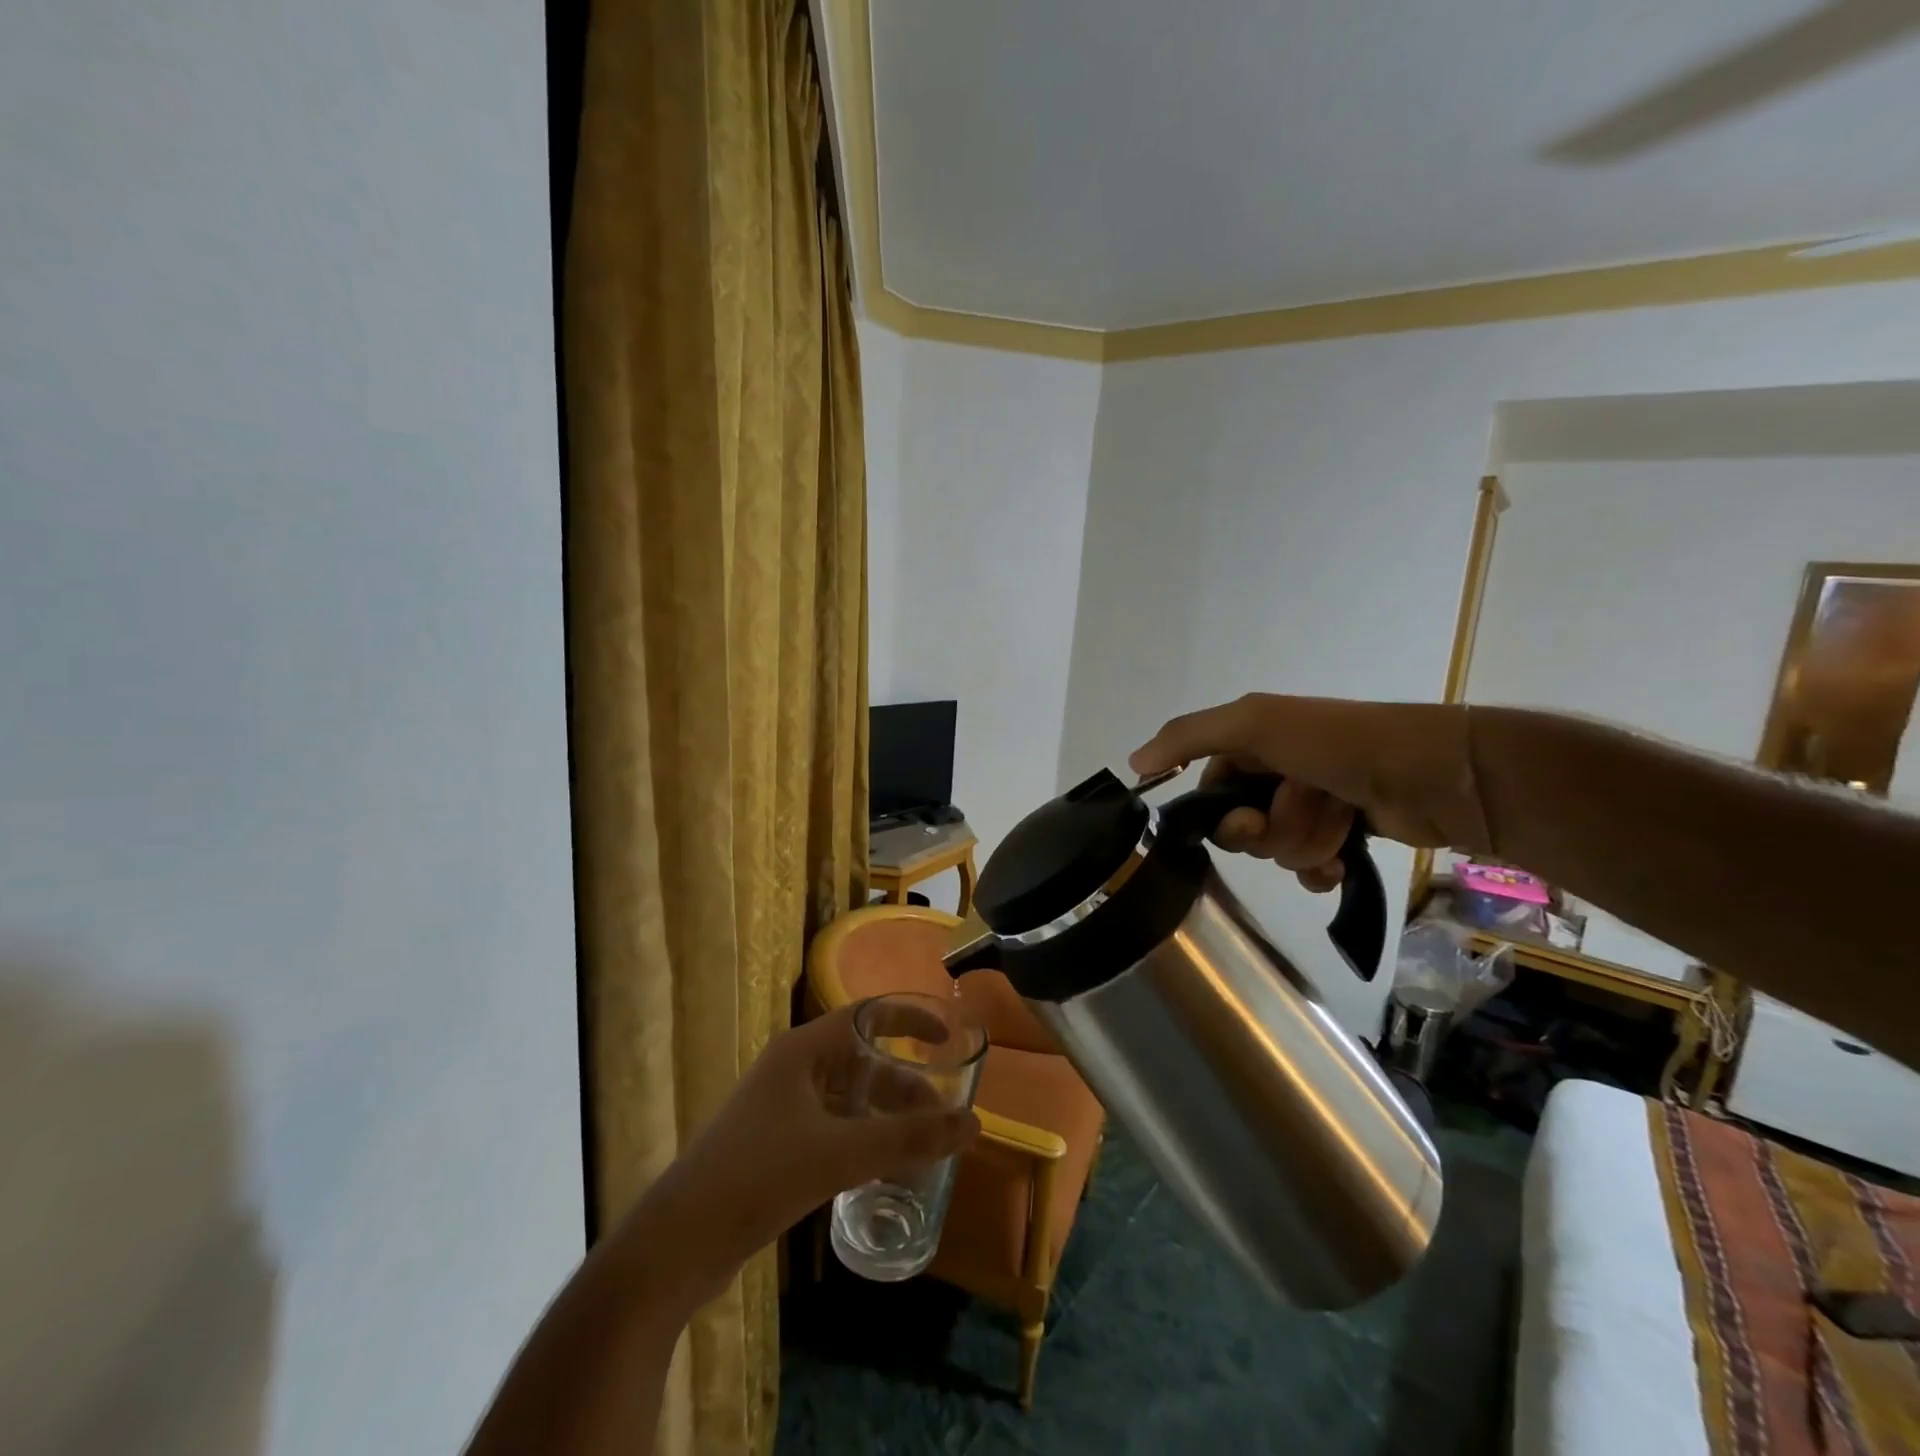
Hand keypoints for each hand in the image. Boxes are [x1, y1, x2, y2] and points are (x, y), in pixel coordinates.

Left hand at [637, 1001, 979, 1306]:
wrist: (676, 1245)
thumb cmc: (757, 1177)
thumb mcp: (839, 1154)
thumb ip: (907, 1138)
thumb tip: (972, 1123)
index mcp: (801, 1051)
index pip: (866, 1015)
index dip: (909, 1019)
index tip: (946, 1038)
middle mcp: (791, 1070)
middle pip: (861, 1060)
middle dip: (903, 1084)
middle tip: (940, 1116)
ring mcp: (780, 1109)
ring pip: (847, 1098)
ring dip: (885, 1117)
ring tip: (922, 1147)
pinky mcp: (774, 1146)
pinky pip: (832, 1128)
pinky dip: (862, 1140)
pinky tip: (883, 1171)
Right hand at [1129, 694, 1488, 891]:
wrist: (1435, 773)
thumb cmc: (1337, 744)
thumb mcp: (1254, 724)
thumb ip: (1189, 737)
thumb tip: (1133, 763)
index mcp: (1255, 745)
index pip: (1211, 791)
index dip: (1221, 814)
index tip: (1245, 820)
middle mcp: (1280, 773)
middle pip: (1243, 827)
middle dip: (1269, 829)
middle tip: (1301, 813)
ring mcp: (1316, 804)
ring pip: (1278, 849)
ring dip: (1304, 842)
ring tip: (1339, 823)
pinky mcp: (1347, 834)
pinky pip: (1310, 867)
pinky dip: (1320, 868)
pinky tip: (1338, 863)